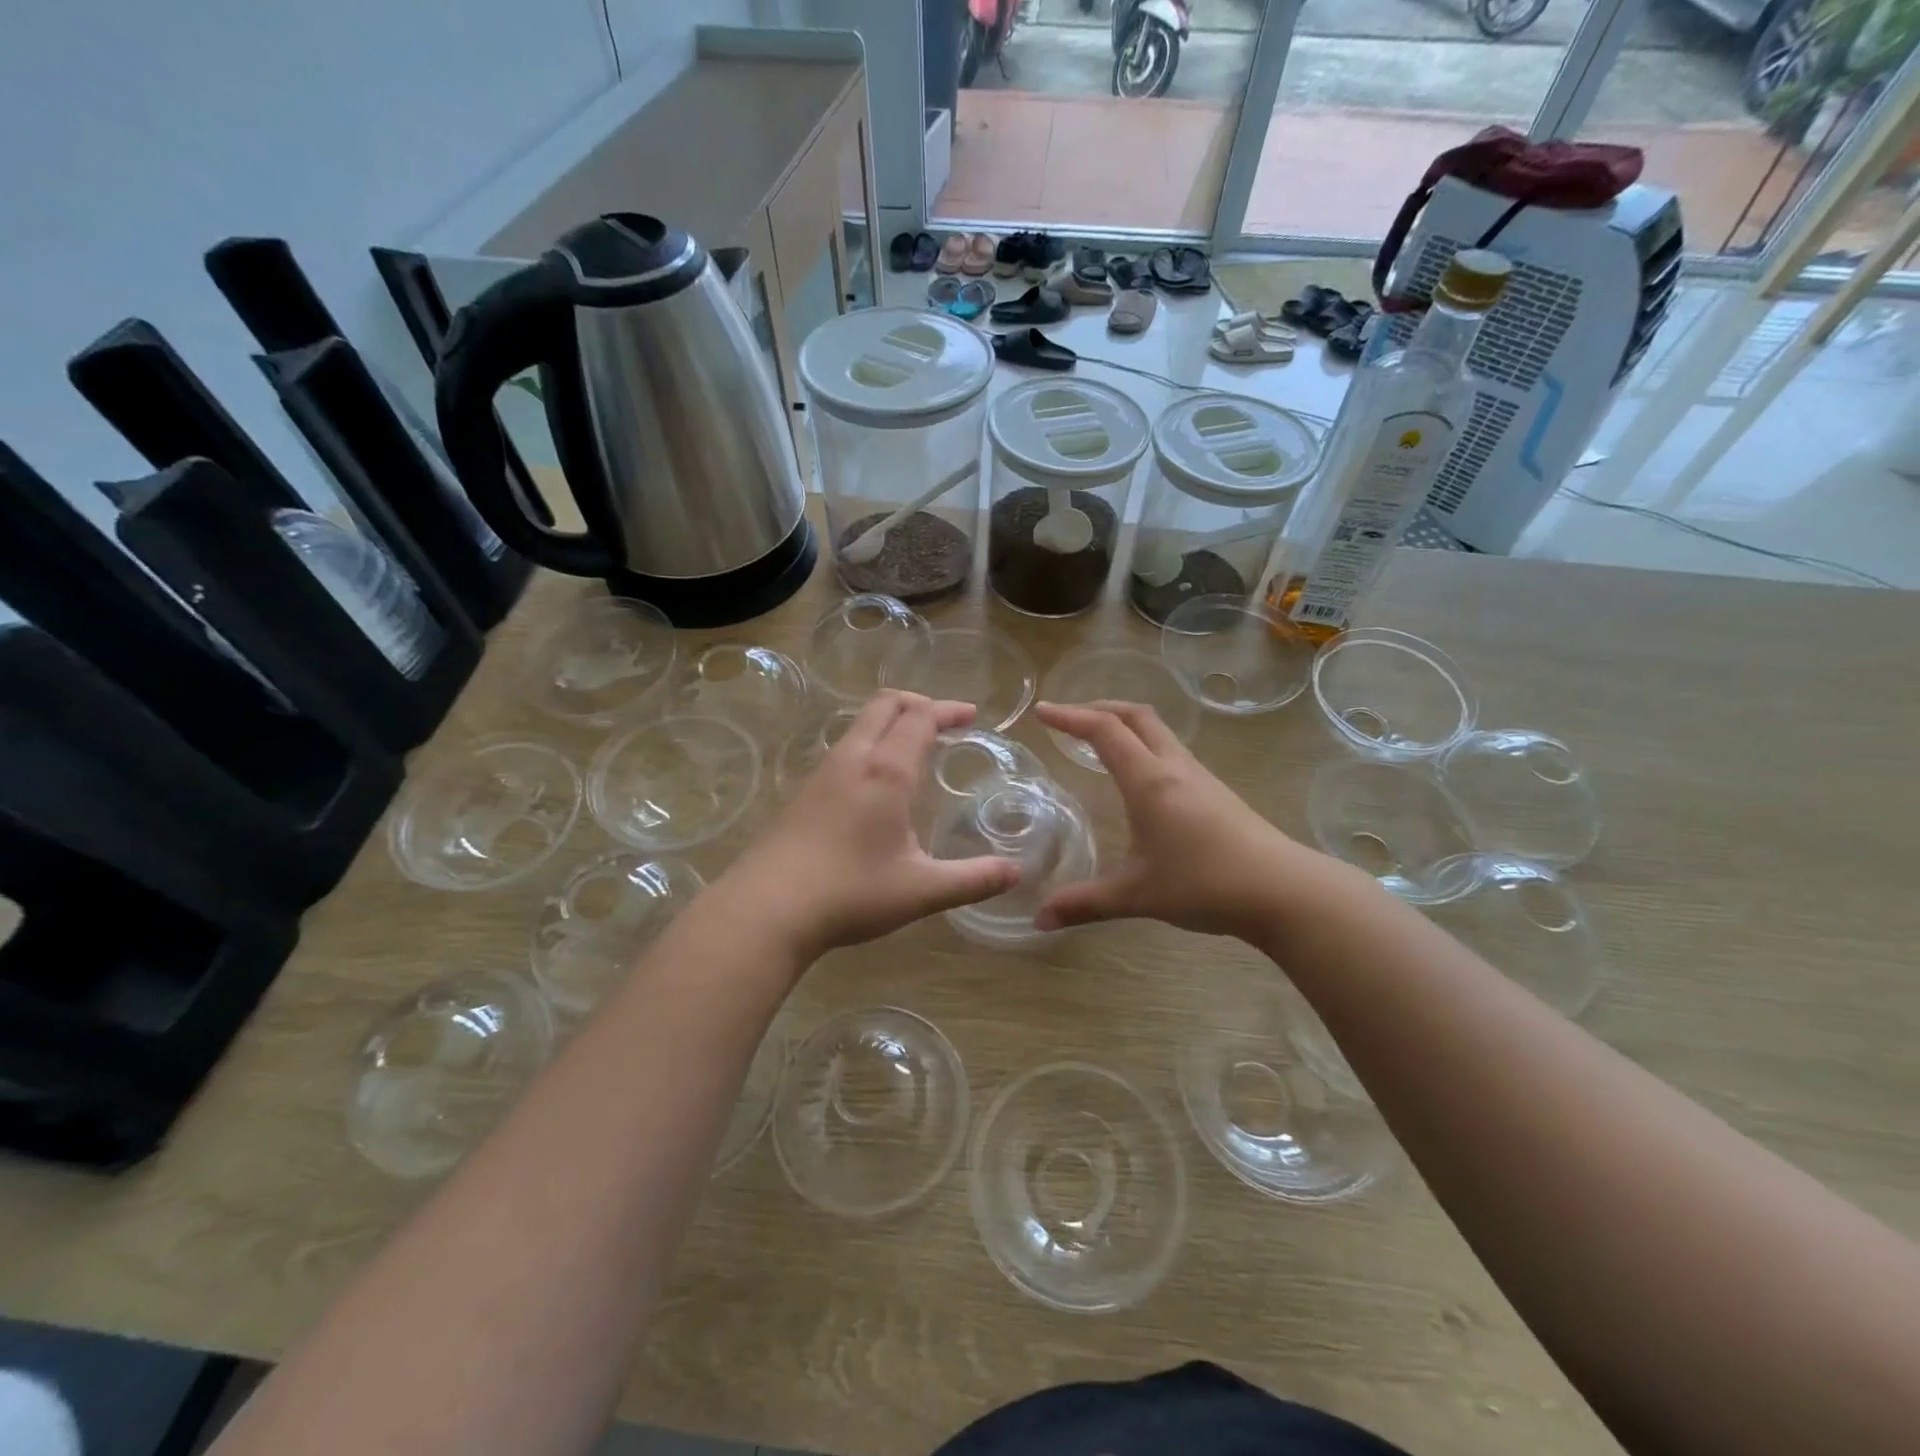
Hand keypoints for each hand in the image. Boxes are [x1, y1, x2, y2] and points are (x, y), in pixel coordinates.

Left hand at [720, 691, 1022, 960]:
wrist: (767, 908)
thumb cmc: (850, 892)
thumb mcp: (921, 890)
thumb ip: (972, 879)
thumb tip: (1016, 872)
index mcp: (886, 771)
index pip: (920, 718)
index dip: (948, 711)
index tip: (971, 716)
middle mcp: (853, 759)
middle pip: (885, 705)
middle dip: (919, 703)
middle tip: (945, 720)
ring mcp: (823, 773)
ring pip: (860, 725)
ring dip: (891, 722)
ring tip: (914, 745)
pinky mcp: (803, 792)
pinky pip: (844, 748)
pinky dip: (870, 743)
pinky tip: (875, 781)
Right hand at [1033, 701, 1337, 940]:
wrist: (1283, 890)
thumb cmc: (1204, 884)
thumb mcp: (1137, 895)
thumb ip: (1085, 904)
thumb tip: (1040, 920)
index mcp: (1149, 781)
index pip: (1104, 731)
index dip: (1070, 716)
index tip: (1042, 711)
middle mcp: (1173, 767)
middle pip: (1135, 715)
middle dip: (1099, 707)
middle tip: (1069, 718)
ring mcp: (1199, 777)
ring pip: (1158, 731)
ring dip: (1125, 725)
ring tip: (1099, 741)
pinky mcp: (1216, 791)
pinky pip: (1171, 751)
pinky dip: (1144, 745)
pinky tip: (1140, 776)